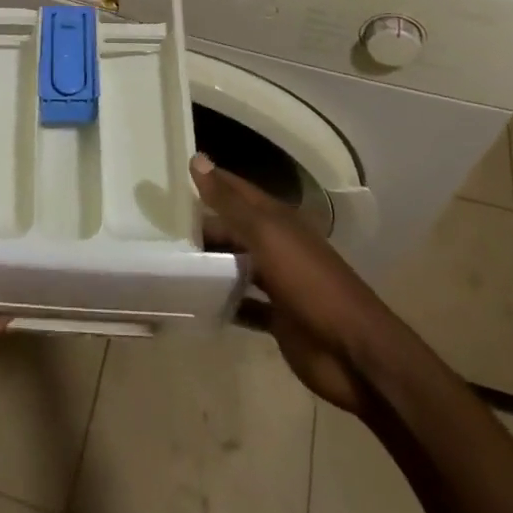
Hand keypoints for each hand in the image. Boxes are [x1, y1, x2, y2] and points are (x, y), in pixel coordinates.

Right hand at [193, 154, 388, 415]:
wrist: (354, 353)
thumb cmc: (310, 283)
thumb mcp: (266, 236)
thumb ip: (230, 202)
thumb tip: (198, 159)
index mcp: (277, 219)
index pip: (236, 190)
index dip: (209, 180)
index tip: (170, 176)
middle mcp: (276, 245)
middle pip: (233, 229)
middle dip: (202, 227)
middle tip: (157, 227)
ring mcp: (278, 282)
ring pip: (236, 265)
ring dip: (210, 264)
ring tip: (168, 262)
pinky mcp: (277, 318)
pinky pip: (243, 305)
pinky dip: (223, 303)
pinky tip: (196, 304)